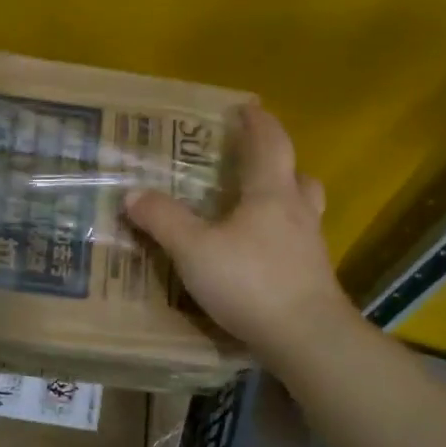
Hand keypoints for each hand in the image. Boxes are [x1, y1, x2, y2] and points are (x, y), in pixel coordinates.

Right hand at [123, 104, 357, 370]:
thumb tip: (132, 194)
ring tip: (257, 209)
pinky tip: (261, 255)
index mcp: (271, 194)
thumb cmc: (251, 282)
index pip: (269, 144)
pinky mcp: (314, 278)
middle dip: (278, 163)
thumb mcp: (194, 249)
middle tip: (254, 164)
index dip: (257, 123)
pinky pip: (298, 244)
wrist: (307, 338)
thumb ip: (163, 220)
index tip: (247, 108)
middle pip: (297, 175)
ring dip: (285, 200)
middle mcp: (298, 213)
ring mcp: (311, 247)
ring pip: (303, 210)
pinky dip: (281, 238)